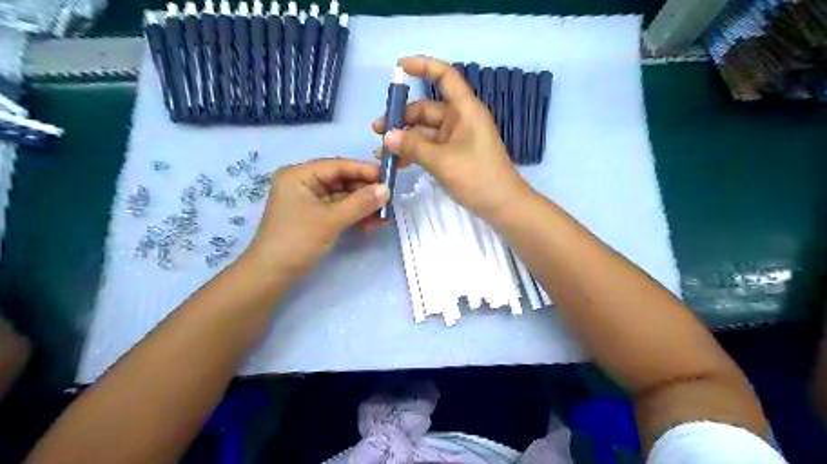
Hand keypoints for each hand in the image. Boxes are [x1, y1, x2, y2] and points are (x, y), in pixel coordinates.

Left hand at [243, 158, 388, 276]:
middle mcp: (304, 183)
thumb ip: (360, 203)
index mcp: (299, 175)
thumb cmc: (296, 241)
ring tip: (382, 218)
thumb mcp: (330, 220)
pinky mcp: (315, 216)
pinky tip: (370, 225)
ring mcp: (309, 200)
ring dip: (363, 206)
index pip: (337, 166)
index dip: (364, 170)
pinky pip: (339, 210)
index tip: (389, 178)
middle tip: (389, 201)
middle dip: (365, 192)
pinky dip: (354, 216)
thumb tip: (387, 190)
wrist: (272, 275)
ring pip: (343, 197)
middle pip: (342, 180)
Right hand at [373, 55, 532, 220]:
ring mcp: (458, 139)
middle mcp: (461, 120)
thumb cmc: (477, 177)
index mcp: (465, 110)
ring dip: (405, 139)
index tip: (398, 68)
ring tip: (382, 152)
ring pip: (426, 131)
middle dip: (402, 118)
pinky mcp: (456, 155)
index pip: (445, 76)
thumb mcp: (442, 161)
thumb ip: (413, 146)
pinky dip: (416, 152)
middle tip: (377, 131)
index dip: (423, 66)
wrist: (503, 206)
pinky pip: (431, 147)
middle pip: (428, 109)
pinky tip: (398, 163)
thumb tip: (387, 136)